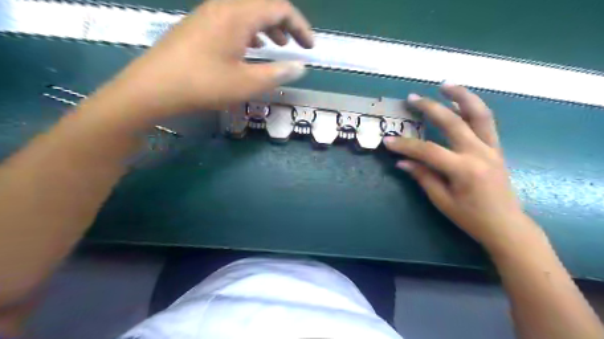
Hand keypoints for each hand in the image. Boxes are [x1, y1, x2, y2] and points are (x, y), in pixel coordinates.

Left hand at [105, 0, 313, 120]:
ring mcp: (207, 14)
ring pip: (246, 12)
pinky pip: (231, 20)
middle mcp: (223, 6)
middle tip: (294, 45)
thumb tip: (300, 67)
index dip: (300, 26)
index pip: (280, 8)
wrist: (153, 88)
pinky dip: (248, 31)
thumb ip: (278, 73)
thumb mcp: (247, 84)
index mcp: (238, 15)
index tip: (310, 47)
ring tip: (276, 46)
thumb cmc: (204, 85)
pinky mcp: (198, 25)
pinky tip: (248, 48)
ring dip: (266, 27)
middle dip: (284, 24)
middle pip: (263, 5)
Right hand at [384, 83, 528, 250]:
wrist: (506, 225)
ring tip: (445, 84)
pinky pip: (485, 122)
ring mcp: (491, 148)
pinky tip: (459, 103)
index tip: (387, 141)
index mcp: (464, 170)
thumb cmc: (471, 218)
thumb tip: (402, 161)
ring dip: (462, 96)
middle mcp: (480, 153)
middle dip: (430, 108)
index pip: (428, 151)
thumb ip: (423, 177)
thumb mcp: (442, 201)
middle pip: (453, 122)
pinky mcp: (496, 148)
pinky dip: (472, 108)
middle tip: (412, 98)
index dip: (405, 145)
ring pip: (479, 114)